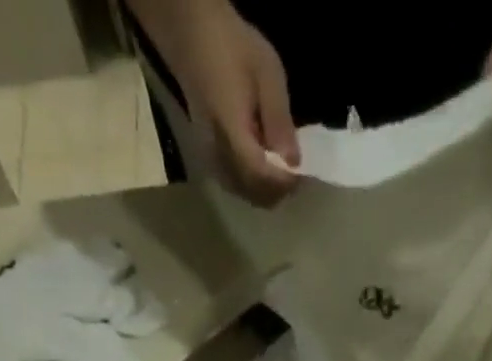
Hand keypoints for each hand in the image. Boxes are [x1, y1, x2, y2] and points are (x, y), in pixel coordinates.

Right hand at [130, 0, 300, 205]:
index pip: (261, 176)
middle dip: (277, 190)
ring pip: (244, 194)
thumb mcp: (266, 73)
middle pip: (253, 193)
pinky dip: (253, 184)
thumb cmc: (231, 46)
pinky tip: (262, 165)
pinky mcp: (208, 158)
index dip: (284, 182)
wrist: (190, 35)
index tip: (302, 175)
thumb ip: (279, 120)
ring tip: (281, 169)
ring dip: (265, 190)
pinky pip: (235, 185)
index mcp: (232, 133)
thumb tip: (293, 162)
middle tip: (294, 174)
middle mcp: (219, 155)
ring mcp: (210, 160)